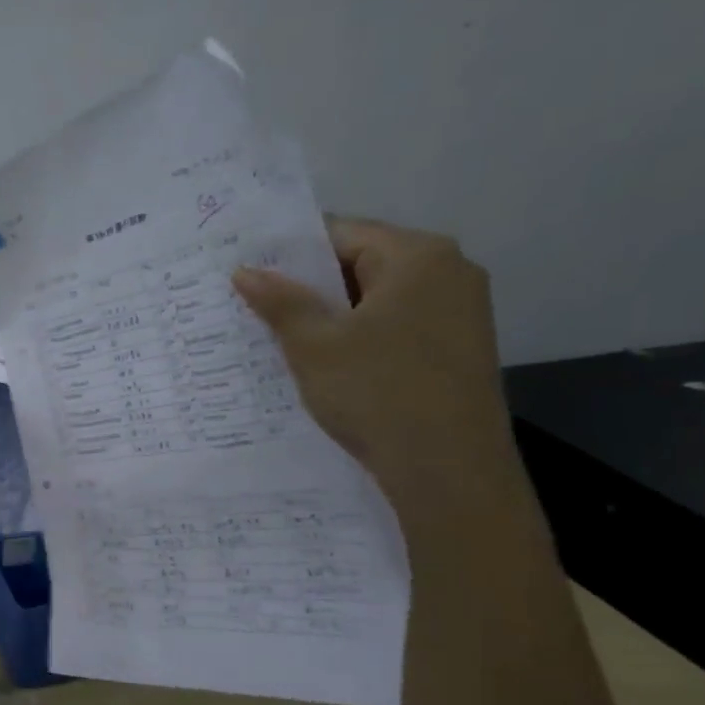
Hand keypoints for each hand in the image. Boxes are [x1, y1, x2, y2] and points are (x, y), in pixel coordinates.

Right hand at [232, 217, 514, 497]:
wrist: (450, 471)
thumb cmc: (378, 393)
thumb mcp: (314, 345)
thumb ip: (279, 301)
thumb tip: (245, 270)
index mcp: (418, 256)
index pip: (340, 233)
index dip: (288, 252)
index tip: (247, 273)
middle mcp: (449, 272)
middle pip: (360, 262)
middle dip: (308, 286)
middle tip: (253, 305)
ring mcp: (459, 311)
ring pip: (375, 298)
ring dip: (330, 314)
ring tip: (279, 336)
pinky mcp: (456, 348)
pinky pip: (394, 325)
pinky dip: (357, 336)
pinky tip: (324, 363)